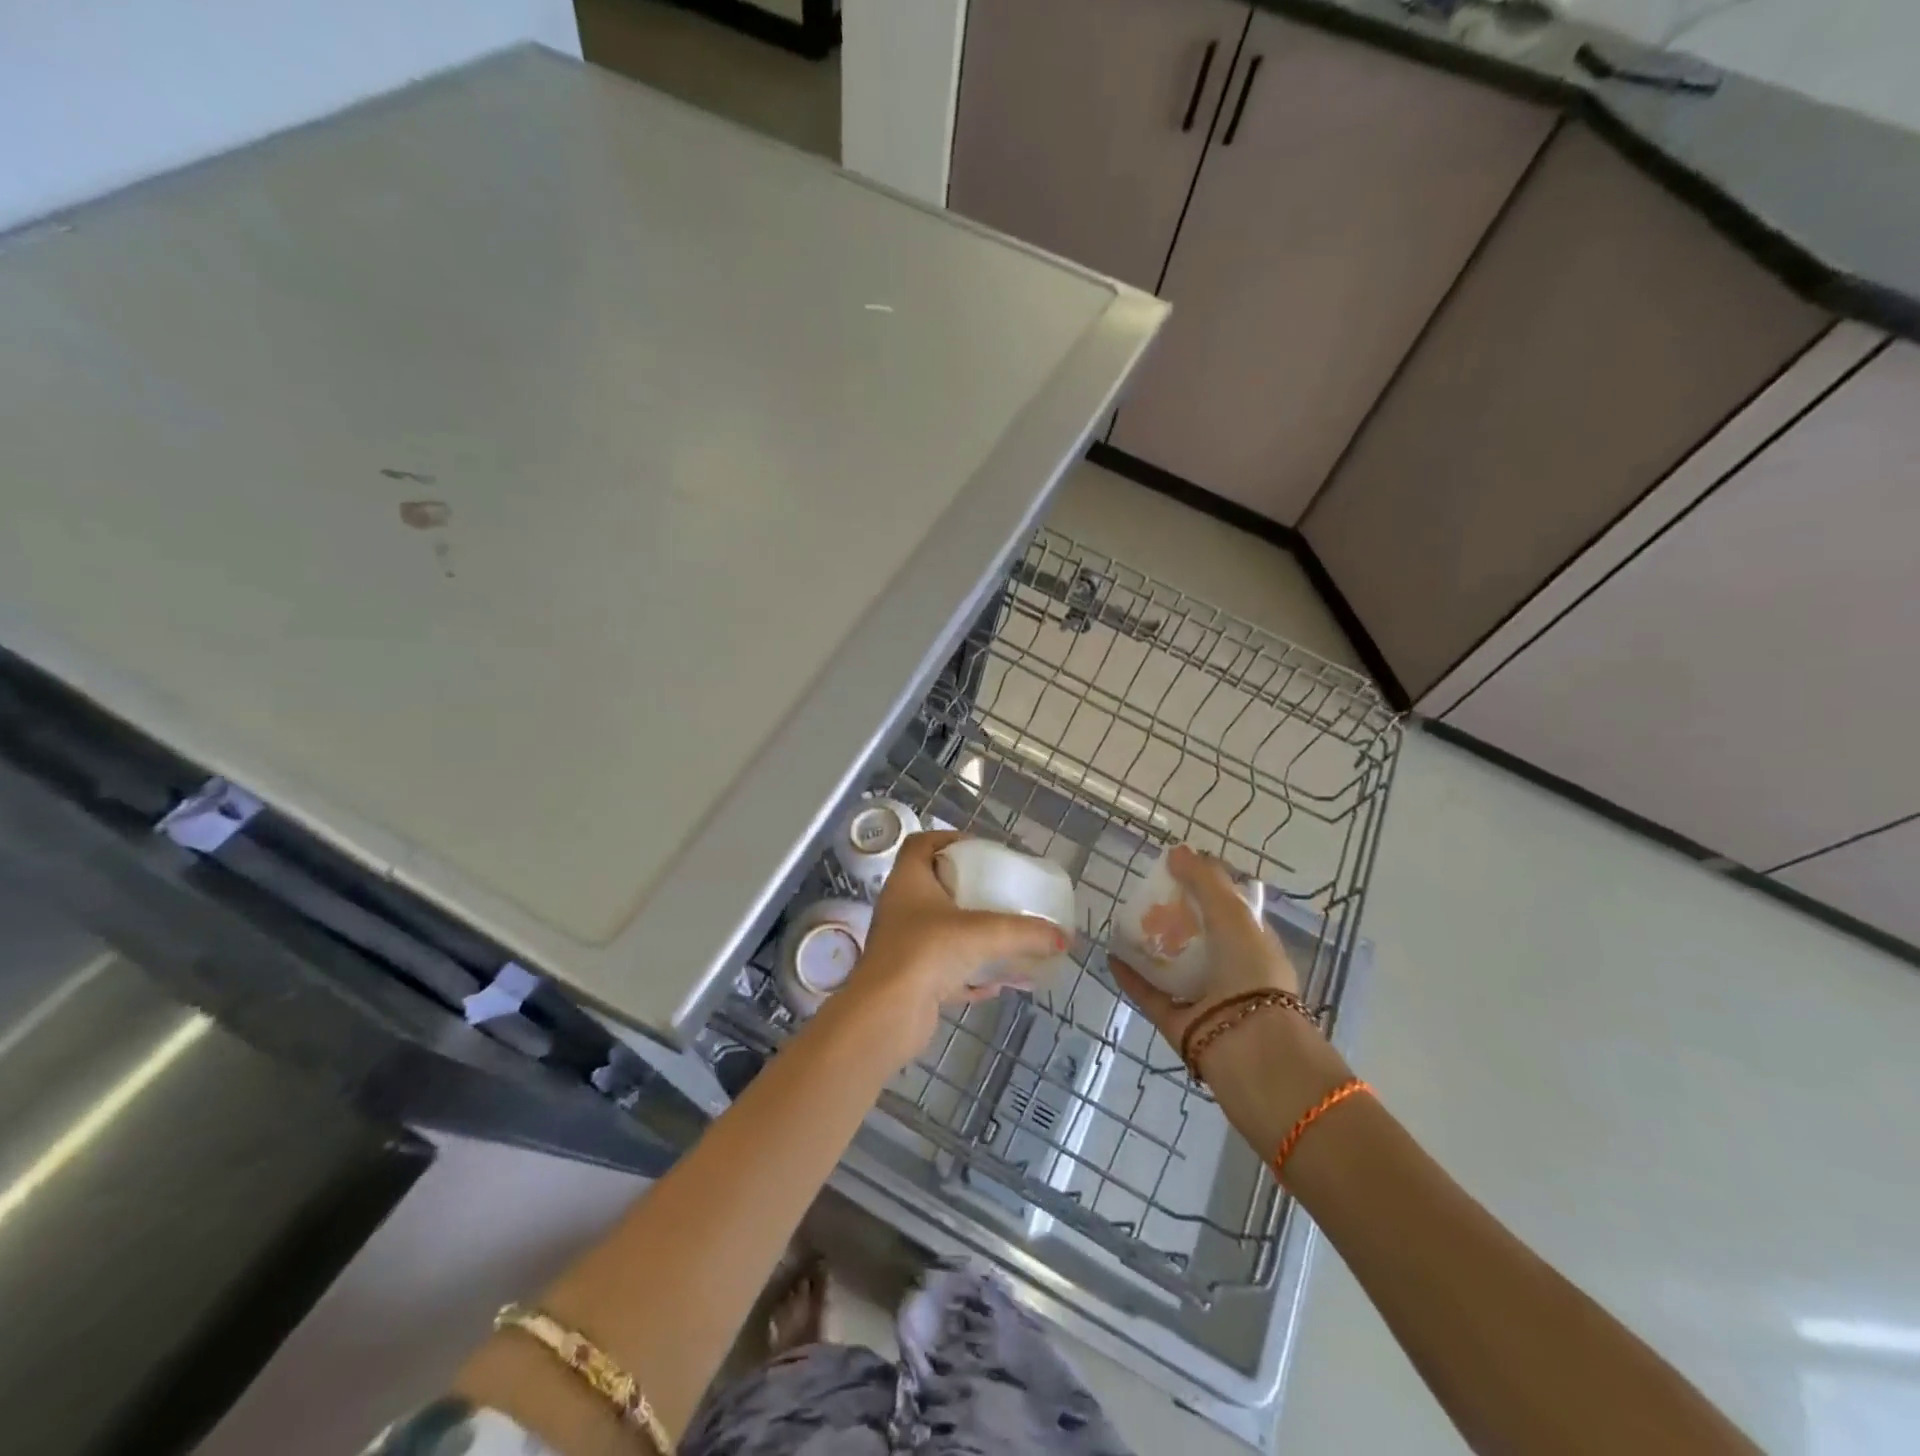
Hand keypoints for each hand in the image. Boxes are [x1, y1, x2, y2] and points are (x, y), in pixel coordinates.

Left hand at [843, 831, 1067, 1055]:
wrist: (887, 1014)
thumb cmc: (928, 952)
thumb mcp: (983, 933)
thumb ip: (1025, 933)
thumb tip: (1065, 938)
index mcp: (908, 881)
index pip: (920, 844)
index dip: (946, 839)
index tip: (978, 850)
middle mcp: (901, 909)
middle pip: (934, 888)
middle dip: (967, 890)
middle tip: (998, 892)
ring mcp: (904, 946)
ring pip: (942, 933)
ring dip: (973, 937)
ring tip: (1006, 939)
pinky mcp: (911, 981)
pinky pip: (946, 971)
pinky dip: (971, 976)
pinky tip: (998, 984)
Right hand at [1109, 845, 1300, 1050]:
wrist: (1249, 1048)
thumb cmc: (1250, 972)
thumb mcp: (1234, 915)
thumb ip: (1206, 881)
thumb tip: (1176, 850)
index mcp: (1253, 945)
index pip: (1231, 910)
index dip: (1207, 888)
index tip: (1179, 871)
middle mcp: (1230, 971)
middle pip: (1199, 936)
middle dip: (1175, 915)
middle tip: (1146, 894)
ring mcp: (1203, 998)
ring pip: (1172, 965)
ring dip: (1151, 945)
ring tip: (1125, 921)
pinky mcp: (1176, 1020)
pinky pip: (1149, 992)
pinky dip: (1130, 975)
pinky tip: (1111, 954)